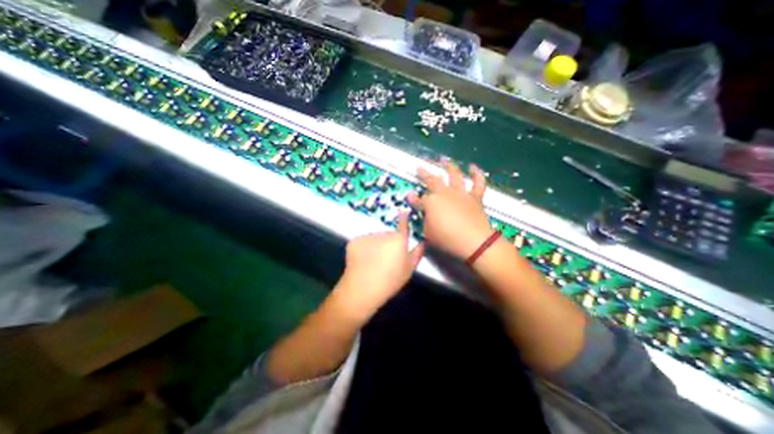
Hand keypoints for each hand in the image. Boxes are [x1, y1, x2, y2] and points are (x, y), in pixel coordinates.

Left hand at [334, 213, 425, 319]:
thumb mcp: (408, 270)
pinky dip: (364, 248)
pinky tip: (363, 261)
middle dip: (388, 242)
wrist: (361, 289)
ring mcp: (367, 236)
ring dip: (376, 245)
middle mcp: (383, 233)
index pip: (403, 223)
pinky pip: (363, 242)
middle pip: (388, 234)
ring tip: (373, 262)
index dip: (404, 217)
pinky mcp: (355, 240)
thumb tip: (423, 241)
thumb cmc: (389, 282)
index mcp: (398, 240)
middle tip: (386, 259)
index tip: (404, 211)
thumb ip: (417, 253)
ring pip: (375, 238)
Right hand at [407, 162, 491, 259]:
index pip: (418, 199)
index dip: (413, 198)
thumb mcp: (428, 233)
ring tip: (444, 160)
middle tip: (420, 167)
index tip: (409, 195)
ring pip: (454, 175)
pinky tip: (473, 167)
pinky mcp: (475, 197)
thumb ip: (424, 221)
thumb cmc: (447, 239)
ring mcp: (460, 193)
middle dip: (424, 173)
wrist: (474, 242)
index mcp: (431, 202)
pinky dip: (477, 174)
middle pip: (432, 180)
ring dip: (449, 167)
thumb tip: (424, 214)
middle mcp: (445, 193)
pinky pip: (478, 182)